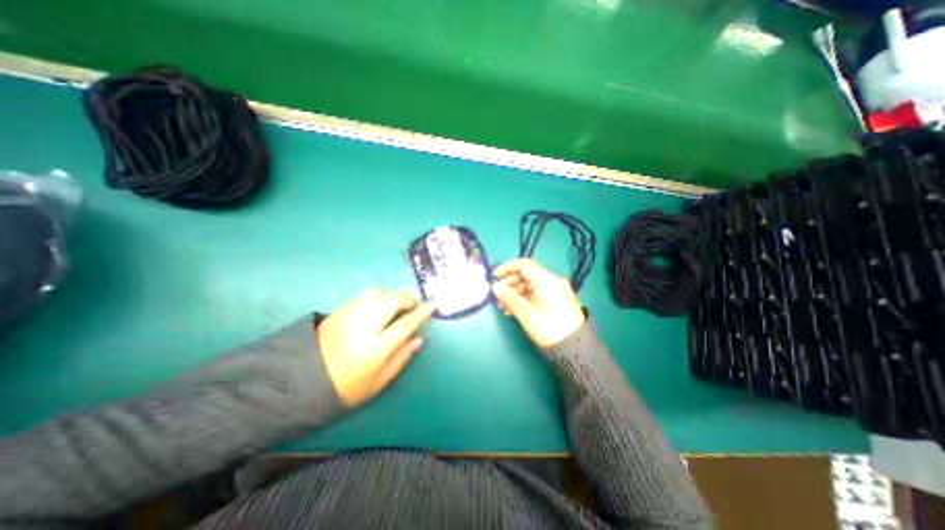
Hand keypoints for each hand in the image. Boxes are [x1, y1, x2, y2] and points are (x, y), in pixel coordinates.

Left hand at [317, 291, 434, 404]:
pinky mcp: (338, 310)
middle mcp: (362, 327)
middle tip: (414, 305)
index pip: (404, 325)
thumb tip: (418, 339)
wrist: (299, 383)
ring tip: (399, 303)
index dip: (420, 314)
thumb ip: (400, 359)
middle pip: (391, 302)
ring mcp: (348, 316)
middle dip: (408, 299)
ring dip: (393, 295)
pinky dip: (379, 295)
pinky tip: (381, 304)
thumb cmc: (344, 388)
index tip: (432, 306)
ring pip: (378, 294)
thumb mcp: (377, 383)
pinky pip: (364, 294)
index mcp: (373, 349)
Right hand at [496, 259, 583, 349]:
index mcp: (546, 280)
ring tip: (503, 306)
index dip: (507, 267)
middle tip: (497, 294)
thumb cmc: (548, 327)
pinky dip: (523, 298)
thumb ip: (509, 297)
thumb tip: (495, 286)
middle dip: (510, 283)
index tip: (494, 276)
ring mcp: (555, 291)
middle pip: (527, 275)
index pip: (524, 264)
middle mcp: (552, 281)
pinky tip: (513, 310)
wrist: (575, 347)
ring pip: (530, 285)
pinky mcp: (556, 301)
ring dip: (515, 293)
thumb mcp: (526, 313)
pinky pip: (536, 294)